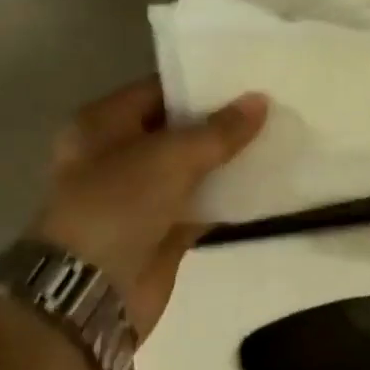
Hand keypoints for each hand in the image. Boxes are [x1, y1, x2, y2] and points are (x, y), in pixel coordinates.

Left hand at [28, 79, 267, 334]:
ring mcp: (140, 196)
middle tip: (270, 107)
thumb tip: (260, 101)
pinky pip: (200, 205)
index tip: (246, 79)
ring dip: (227, 161)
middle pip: (177, 131)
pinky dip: (226, 198)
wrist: (92, 290)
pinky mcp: (161, 231)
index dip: (200, 85)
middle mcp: (118, 156)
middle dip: (220, 123)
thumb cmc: (119, 206)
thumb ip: (219, 131)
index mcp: (103, 125)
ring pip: (192, 170)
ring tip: (276, 139)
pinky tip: (264, 183)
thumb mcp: (170, 157)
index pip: (158, 91)